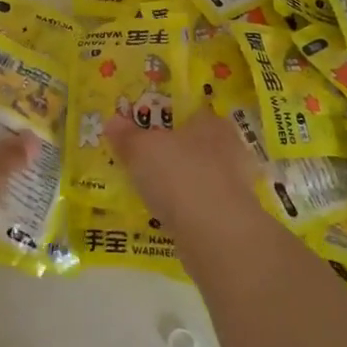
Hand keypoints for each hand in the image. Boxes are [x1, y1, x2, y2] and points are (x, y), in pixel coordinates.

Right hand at [105, 109, 259, 233]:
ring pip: (198, 175)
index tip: (144, 129)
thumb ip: (127, 135)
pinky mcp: (230, 217)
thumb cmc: (179, 176)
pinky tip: (163, 215)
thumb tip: (112, 120)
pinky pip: (200, 204)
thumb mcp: (141, 150)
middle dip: (171, 152)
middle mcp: (229, 148)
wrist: (216, 235)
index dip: (166, 118)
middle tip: (141, 160)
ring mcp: (234, 185)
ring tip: (147, 190)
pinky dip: (183, 208)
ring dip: (177, 182)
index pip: (190, 112)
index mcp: (212, 123)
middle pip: (194, 144)